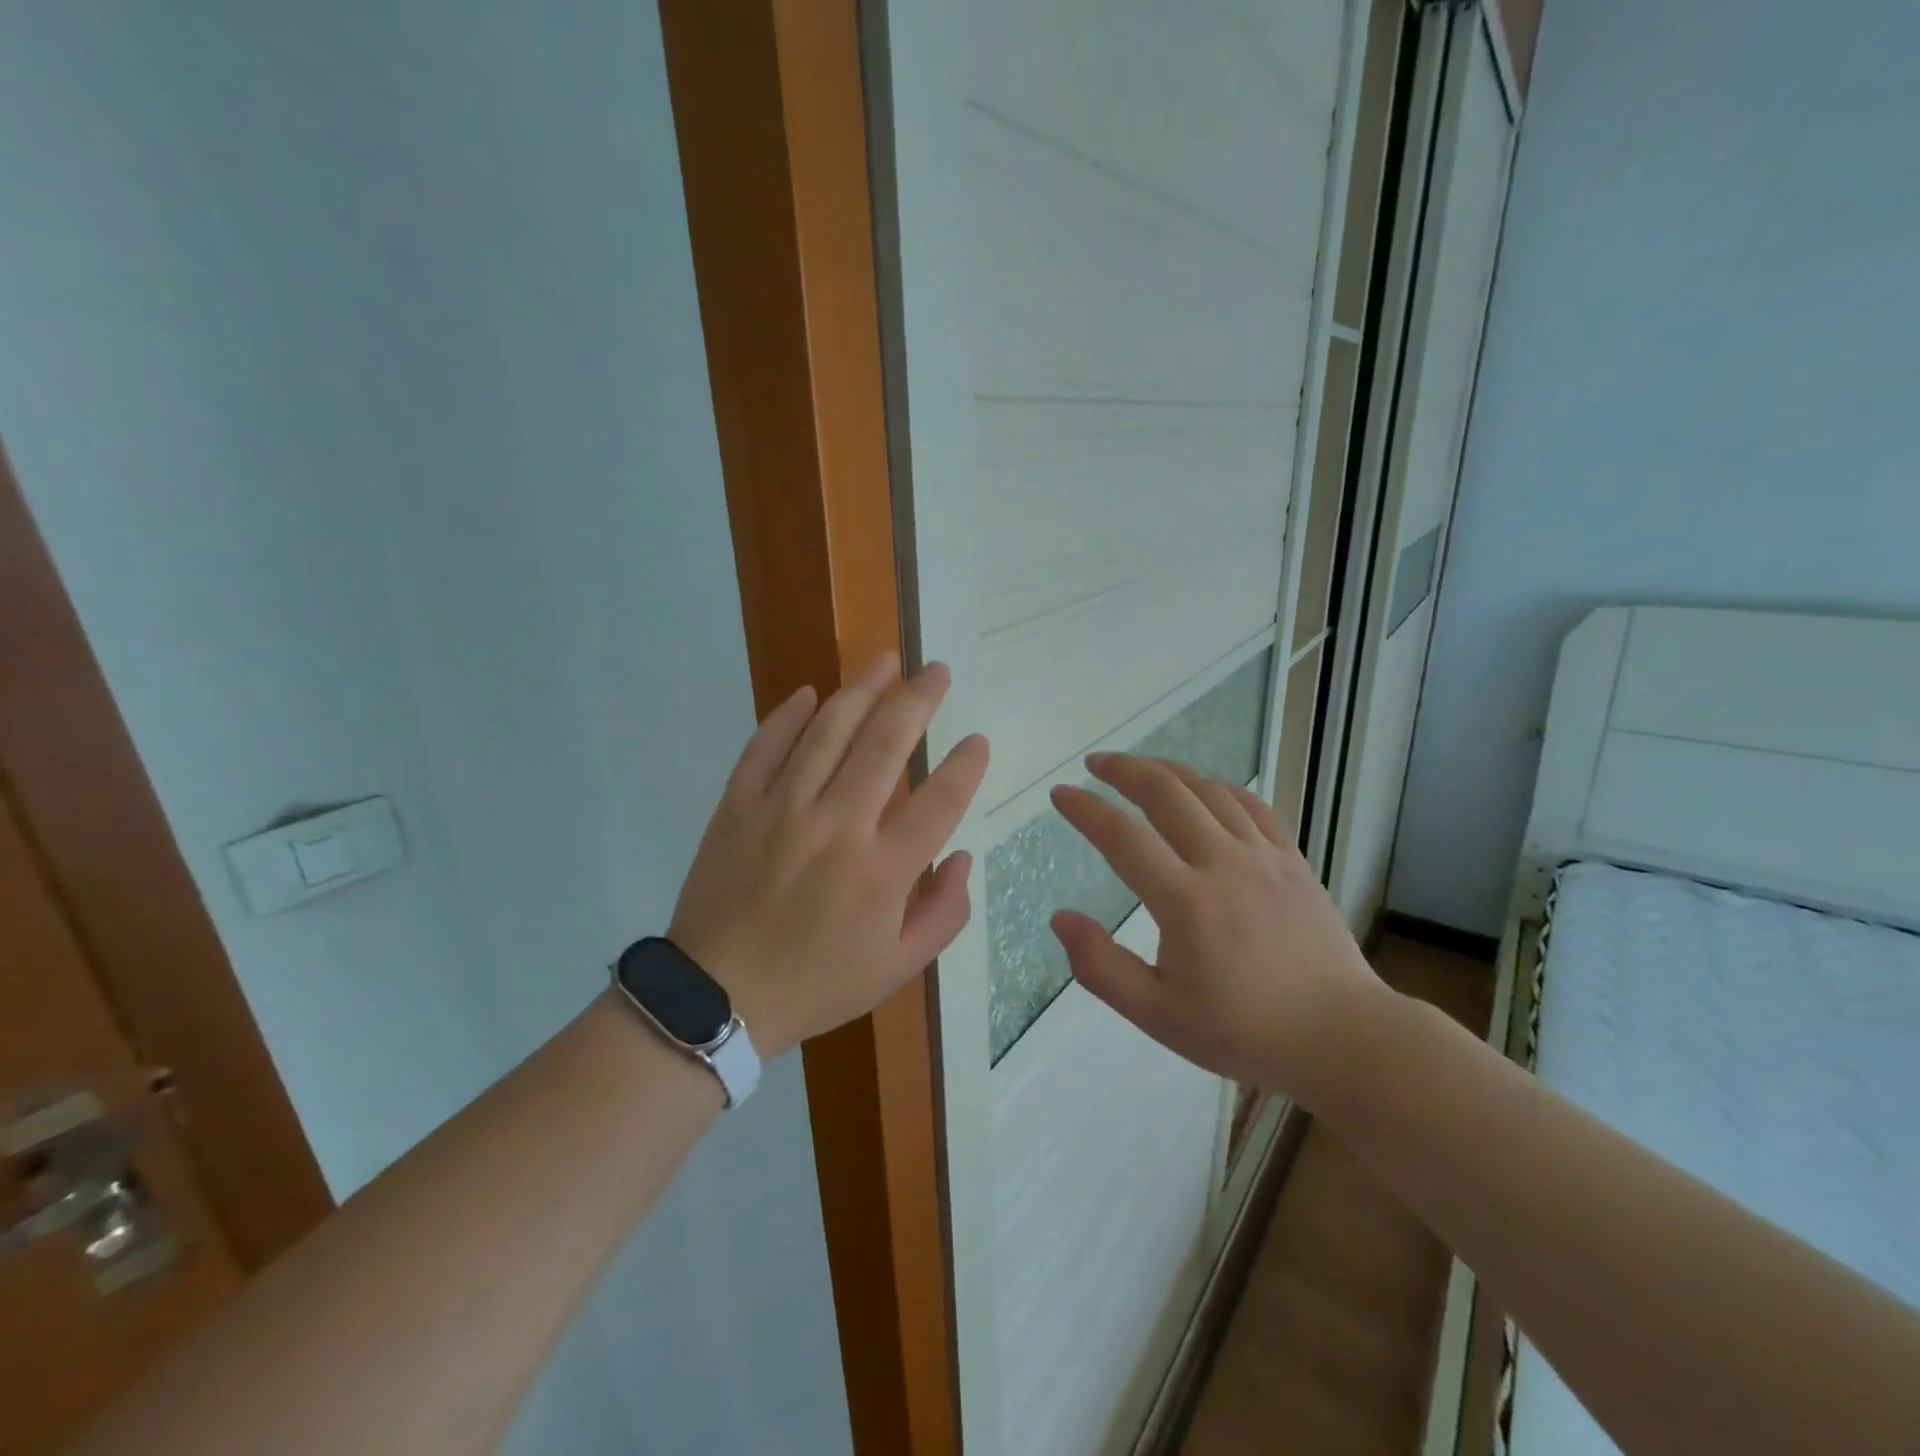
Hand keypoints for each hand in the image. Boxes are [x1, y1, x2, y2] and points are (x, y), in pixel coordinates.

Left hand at [667, 654, 989, 1057]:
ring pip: (828, 731)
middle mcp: (837, 826)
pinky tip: (811, 693)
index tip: (978, 740)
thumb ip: (944, 912)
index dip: (965, 766)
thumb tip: (960, 857)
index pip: (939, 800)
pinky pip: (765, 747)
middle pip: (886, 743)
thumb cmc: (817, 984)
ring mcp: (782, 809)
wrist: (717, 999)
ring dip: (862, 689)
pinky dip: (789, 716)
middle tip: (937, 671)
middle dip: (919, 699)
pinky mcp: (738, 807)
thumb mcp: (898, 969)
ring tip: (886, 660)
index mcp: (882, 870)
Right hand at [1049, 754, 1388, 1109]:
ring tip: (1139, 767)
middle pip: (1165, 793)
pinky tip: (1204, 787)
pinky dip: (1219, 786)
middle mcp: (1222, 864)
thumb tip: (1061, 918)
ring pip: (1208, 790)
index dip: (1085, 809)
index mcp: (1185, 902)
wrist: (1342, 1037)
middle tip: (1094, 763)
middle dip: (1123, 769)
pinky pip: (1252, 805)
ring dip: (1167, 770)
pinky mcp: (1292, 861)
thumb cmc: (1243, 1032)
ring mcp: (1263, 857)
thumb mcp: (1158, 1016)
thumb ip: (1101, 967)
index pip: (1122, 836)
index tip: (1060, 793)